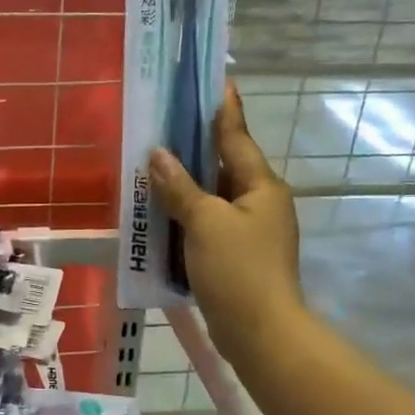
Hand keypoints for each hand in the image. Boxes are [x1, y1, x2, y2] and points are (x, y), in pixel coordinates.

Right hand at [149, 86, 302, 356]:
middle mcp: (260, 202)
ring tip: (152, 165)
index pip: (236, 136)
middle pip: (223, 165)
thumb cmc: (238, 270)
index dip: (223, 109)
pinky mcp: (236, 255)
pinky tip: (160, 212)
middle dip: (193, 147)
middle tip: (163, 123)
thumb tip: (158, 155)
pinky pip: (207, 223)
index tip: (215, 80)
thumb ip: (180, 187)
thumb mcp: (205, 222)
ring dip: (185, 184)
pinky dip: (186, 215)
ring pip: (212, 196)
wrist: (260, 334)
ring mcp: (250, 231)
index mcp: (261, 186)